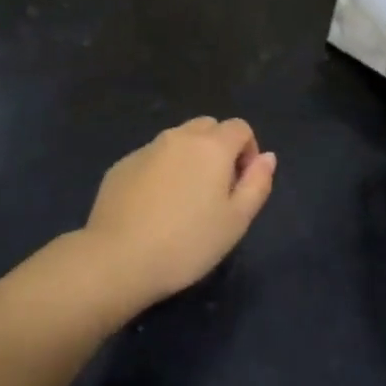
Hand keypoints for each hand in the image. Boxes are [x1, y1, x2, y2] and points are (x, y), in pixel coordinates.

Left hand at [80, 117, 276, 310]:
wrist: (118, 258)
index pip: (240, 127)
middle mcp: (179, 137)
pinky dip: (161, 172)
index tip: (241, 185)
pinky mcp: (122, 164)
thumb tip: (267, 157)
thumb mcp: (236, 221)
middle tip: (216, 191)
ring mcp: (147, 148)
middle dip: (219, 149)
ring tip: (184, 202)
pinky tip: (154, 208)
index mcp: (211, 146)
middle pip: (208, 127)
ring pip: (178, 141)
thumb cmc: (187, 243)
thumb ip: (257, 184)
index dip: (248, 151)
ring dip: (189, 159)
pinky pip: (152, 158)